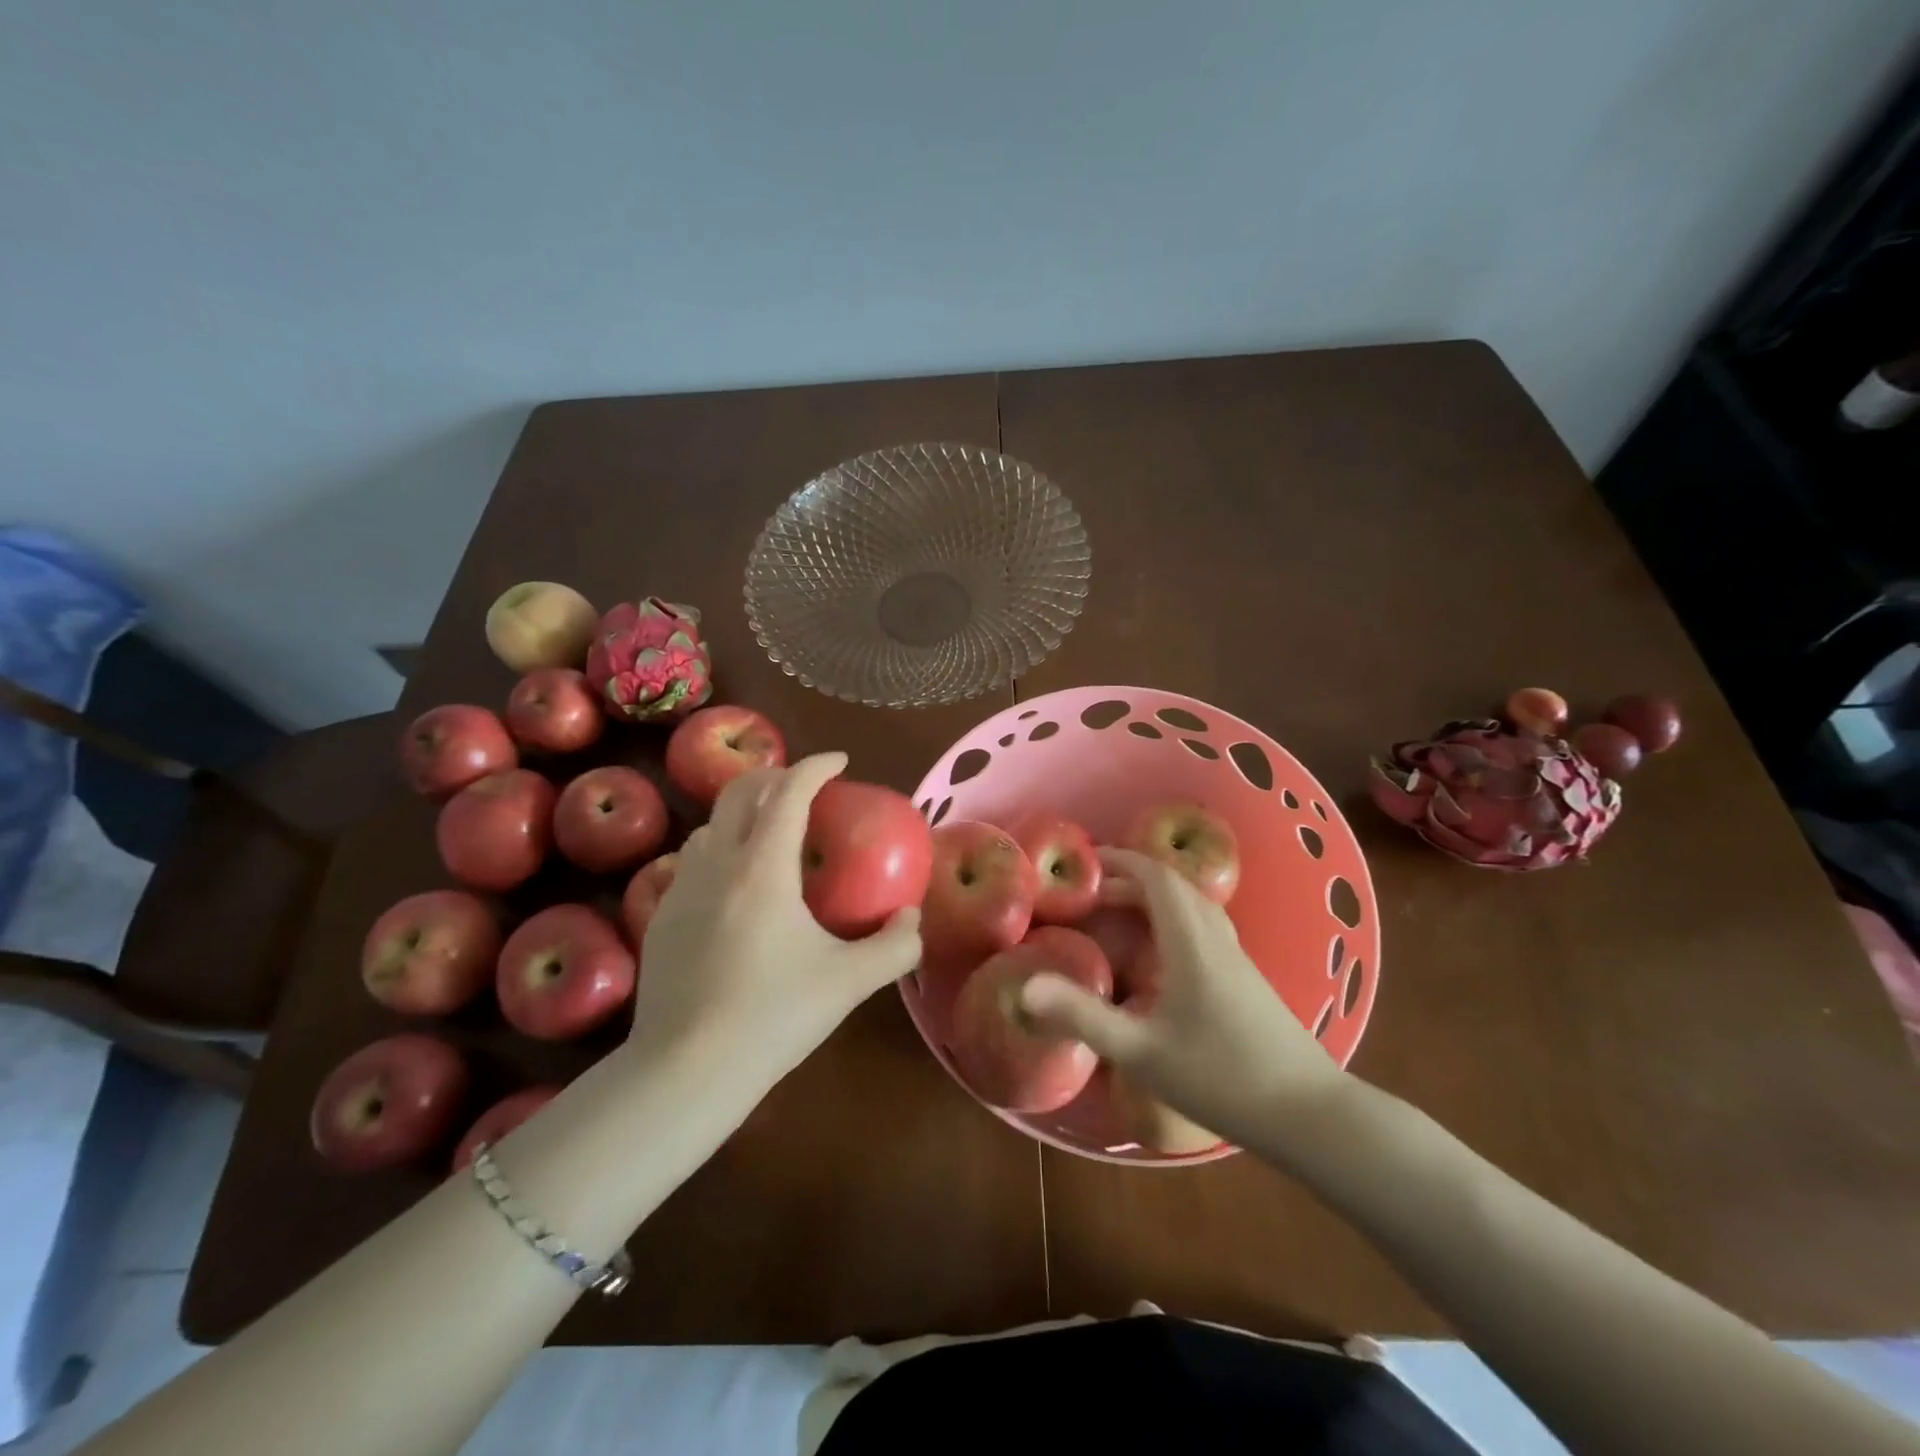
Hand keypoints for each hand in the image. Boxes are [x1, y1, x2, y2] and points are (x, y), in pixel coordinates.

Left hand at [629, 752, 920, 1094]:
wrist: (685, 1071)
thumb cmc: (773, 1017)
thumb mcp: (849, 982)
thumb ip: (894, 946)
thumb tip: (911, 919)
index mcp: (762, 868)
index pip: (789, 792)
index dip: (816, 767)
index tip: (840, 762)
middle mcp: (716, 864)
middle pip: (739, 792)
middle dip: (774, 776)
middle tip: (804, 787)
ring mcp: (680, 889)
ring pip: (709, 826)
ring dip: (742, 814)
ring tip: (768, 834)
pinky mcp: (660, 918)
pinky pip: (690, 863)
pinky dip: (718, 852)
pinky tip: (732, 887)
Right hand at [1019, 848, 1345, 1147]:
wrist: (1309, 1114)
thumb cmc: (1222, 1077)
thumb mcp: (1142, 1051)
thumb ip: (1083, 1017)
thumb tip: (1026, 988)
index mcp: (1191, 942)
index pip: (1158, 878)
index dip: (1123, 860)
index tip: (1088, 861)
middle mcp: (1217, 939)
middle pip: (1177, 887)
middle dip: (1134, 877)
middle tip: (1095, 891)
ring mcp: (1238, 959)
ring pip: (1195, 907)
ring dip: (1157, 898)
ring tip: (1123, 914)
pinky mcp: (1248, 980)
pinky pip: (1205, 928)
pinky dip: (1175, 920)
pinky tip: (1163, 956)